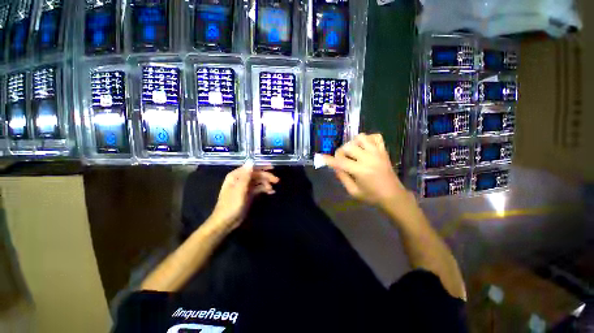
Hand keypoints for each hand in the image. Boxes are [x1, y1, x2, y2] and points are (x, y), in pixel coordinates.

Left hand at [211, 161, 278, 231]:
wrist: (226, 222)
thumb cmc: (231, 205)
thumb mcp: (239, 189)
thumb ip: (246, 175)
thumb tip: (251, 160)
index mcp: (236, 176)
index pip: (251, 168)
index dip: (262, 167)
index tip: (272, 168)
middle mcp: (240, 180)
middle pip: (256, 175)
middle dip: (266, 176)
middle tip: (277, 180)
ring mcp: (245, 187)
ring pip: (258, 182)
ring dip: (266, 184)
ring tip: (272, 189)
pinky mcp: (248, 195)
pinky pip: (258, 189)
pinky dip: (264, 190)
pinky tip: (271, 192)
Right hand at [322, 134, 407, 208]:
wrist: (393, 196)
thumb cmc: (372, 196)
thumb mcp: (353, 191)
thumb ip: (342, 177)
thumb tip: (335, 166)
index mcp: (360, 170)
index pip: (340, 162)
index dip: (328, 159)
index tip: (321, 157)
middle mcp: (368, 158)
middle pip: (348, 146)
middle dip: (340, 152)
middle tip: (341, 159)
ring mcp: (377, 152)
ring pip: (360, 137)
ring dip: (353, 143)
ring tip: (353, 152)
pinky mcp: (383, 150)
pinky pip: (375, 136)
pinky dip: (368, 139)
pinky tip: (365, 147)